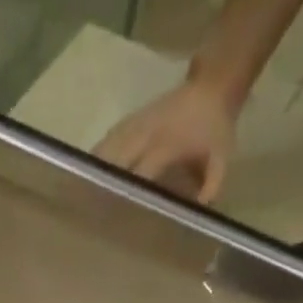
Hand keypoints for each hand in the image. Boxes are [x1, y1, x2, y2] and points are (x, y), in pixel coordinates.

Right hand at [93, 81, 237, 203]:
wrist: (212, 86)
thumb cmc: (215, 129)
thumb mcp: (221, 159)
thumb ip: (211, 186)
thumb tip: (196, 213)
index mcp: (166, 144)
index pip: (139, 172)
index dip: (126, 193)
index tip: (114, 216)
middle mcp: (145, 134)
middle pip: (115, 161)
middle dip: (103, 186)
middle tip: (90, 212)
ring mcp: (135, 124)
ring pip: (106, 150)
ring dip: (94, 172)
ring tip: (81, 196)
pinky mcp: (130, 120)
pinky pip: (107, 141)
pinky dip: (97, 159)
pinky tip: (88, 175)